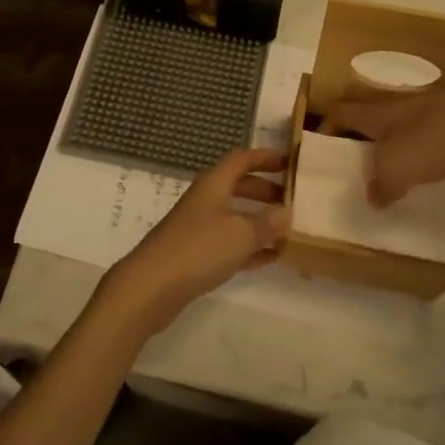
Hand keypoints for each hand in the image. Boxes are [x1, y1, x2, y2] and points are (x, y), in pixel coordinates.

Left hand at [102, 148, 289, 334]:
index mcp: (214, 184)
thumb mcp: (241, 233)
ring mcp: (199, 228)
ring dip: (260, 220)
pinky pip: (230, 244)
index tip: (289, 162)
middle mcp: (206, 200)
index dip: (265, 157)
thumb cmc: (199, 248)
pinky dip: (251, 246)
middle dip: (265, 189)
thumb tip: (286, 212)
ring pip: (235, 216)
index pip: (241, 159)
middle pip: (239, 186)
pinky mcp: (197, 255)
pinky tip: (271, 257)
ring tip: (288, 230)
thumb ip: (267, 222)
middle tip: (292, 198)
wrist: (152, 286)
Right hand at [323, 89, 444, 205]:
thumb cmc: (432, 141)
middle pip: (366, 116)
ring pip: (394, 125)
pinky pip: (420, 132)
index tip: (320, 147)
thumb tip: (374, 197)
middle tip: (353, 162)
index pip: (340, 113)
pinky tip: (424, 167)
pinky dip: (414, 147)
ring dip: (386, 144)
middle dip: (356, 136)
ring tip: (387, 170)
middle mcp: (394, 106)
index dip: (326, 127)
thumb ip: (380, 186)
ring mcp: (424, 109)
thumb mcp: (397, 171)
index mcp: (375, 114)